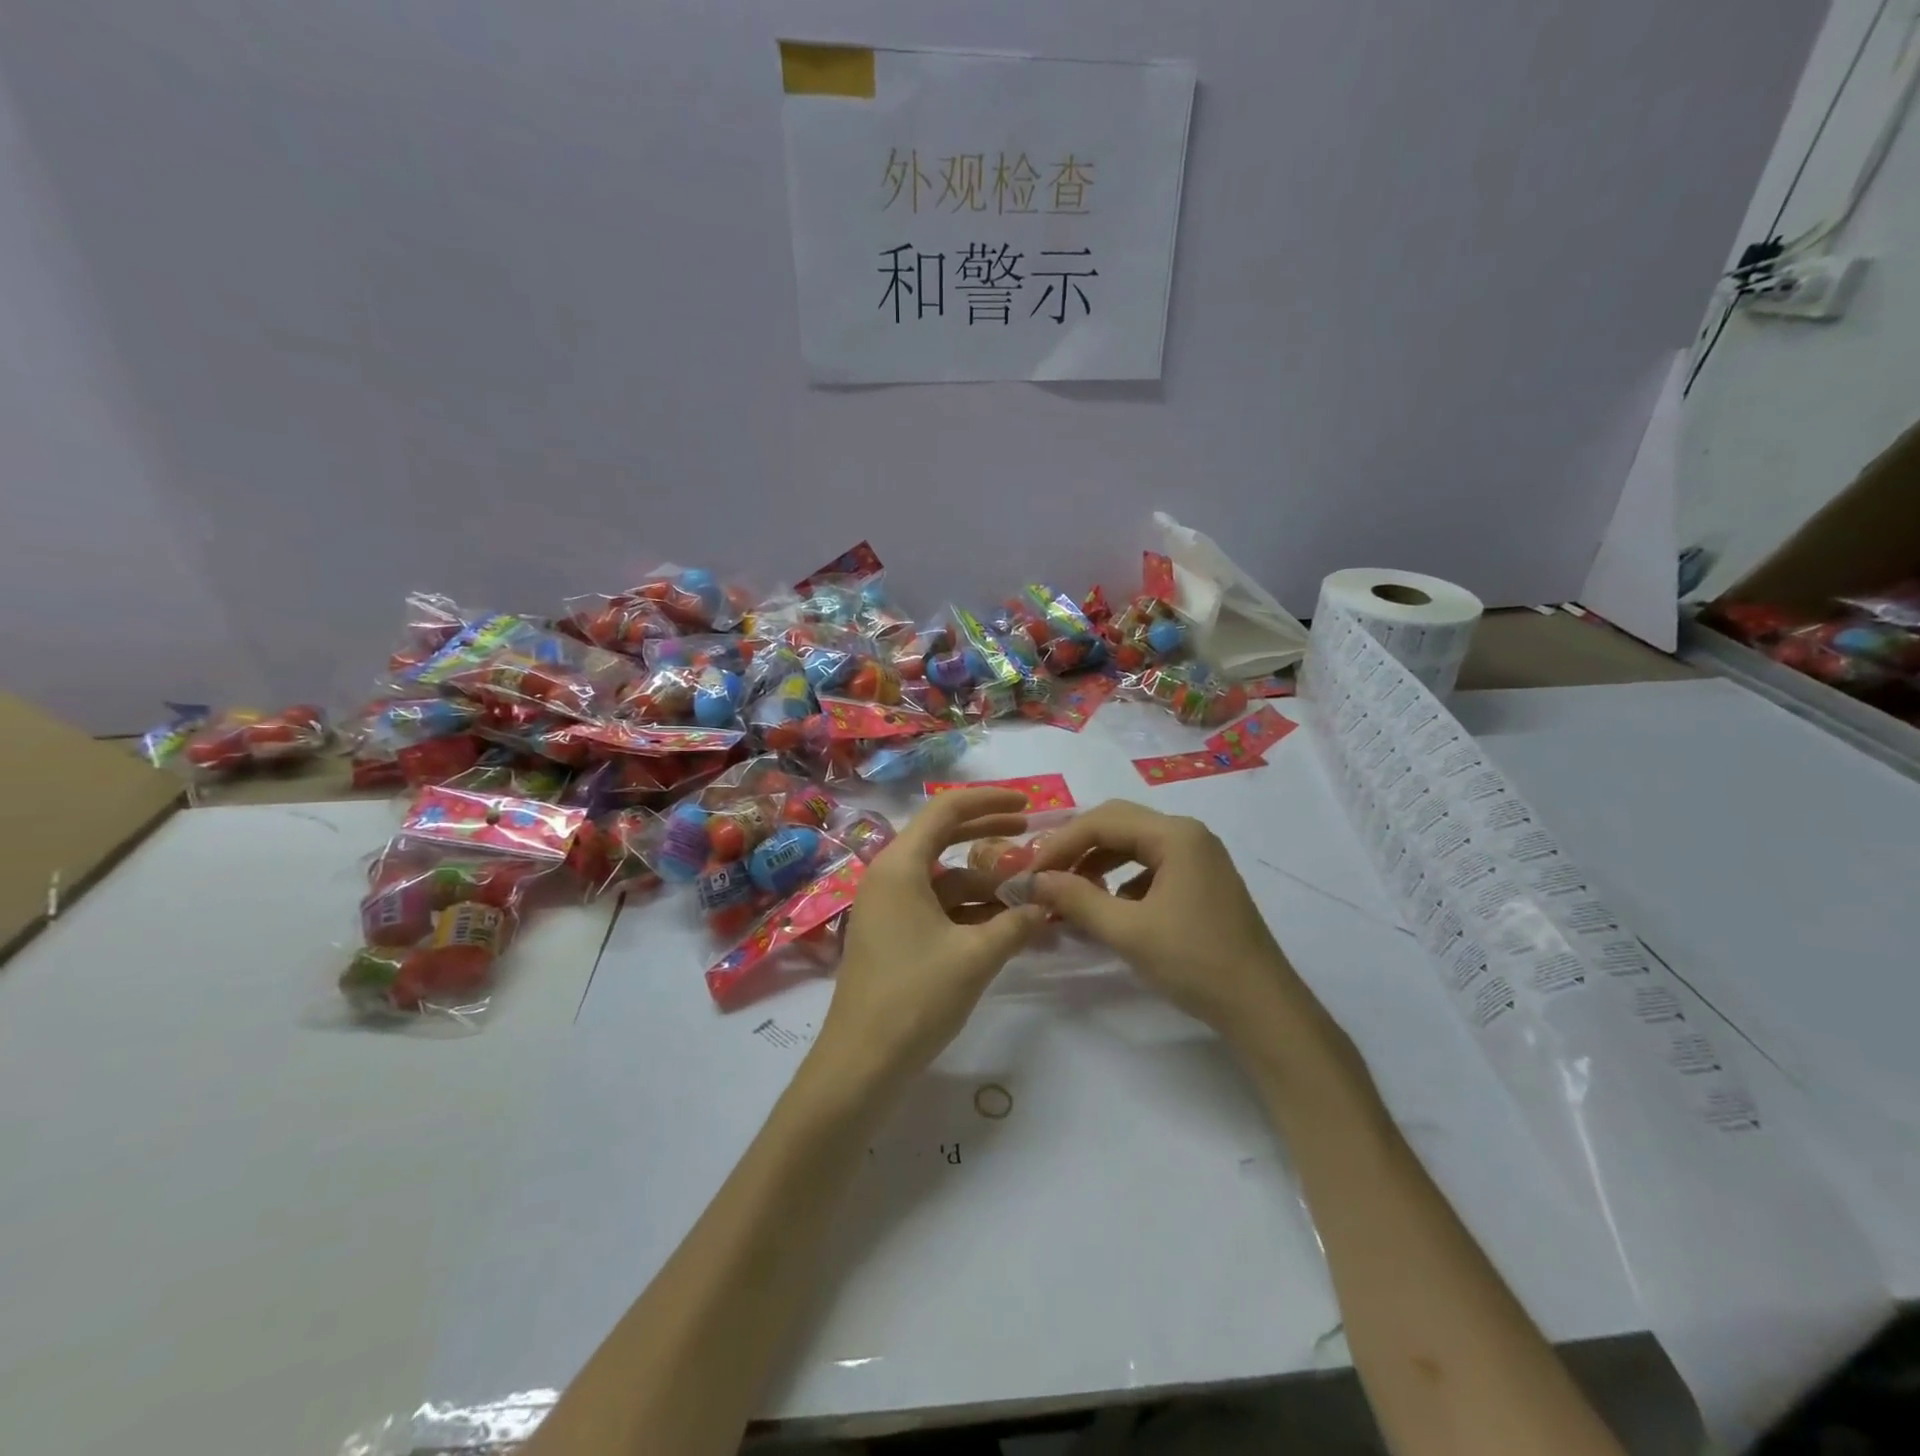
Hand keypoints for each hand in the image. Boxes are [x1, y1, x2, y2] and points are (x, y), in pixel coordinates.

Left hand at [812, 788, 1046, 1092]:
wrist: (862, 1064)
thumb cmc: (915, 997)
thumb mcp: (976, 956)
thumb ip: (1016, 923)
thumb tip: (1045, 905)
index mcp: (899, 866)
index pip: (945, 812)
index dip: (988, 802)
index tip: (1027, 803)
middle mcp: (889, 877)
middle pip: (942, 839)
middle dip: (988, 836)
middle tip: (1030, 834)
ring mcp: (888, 908)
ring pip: (943, 880)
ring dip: (984, 884)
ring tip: (1029, 893)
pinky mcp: (892, 936)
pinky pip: (936, 908)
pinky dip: (969, 911)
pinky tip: (1005, 926)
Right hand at [1025, 800, 1302, 1039]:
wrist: (1262, 1007)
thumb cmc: (1195, 961)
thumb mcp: (1128, 931)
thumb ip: (1078, 899)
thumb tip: (1035, 880)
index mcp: (1175, 835)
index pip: (1103, 821)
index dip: (1061, 843)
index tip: (1030, 872)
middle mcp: (1188, 835)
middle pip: (1118, 824)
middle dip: (1078, 846)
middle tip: (1046, 874)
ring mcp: (1199, 857)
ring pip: (1134, 844)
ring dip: (1098, 861)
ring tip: (1069, 891)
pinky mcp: (1202, 882)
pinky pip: (1151, 865)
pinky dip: (1122, 878)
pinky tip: (1109, 907)